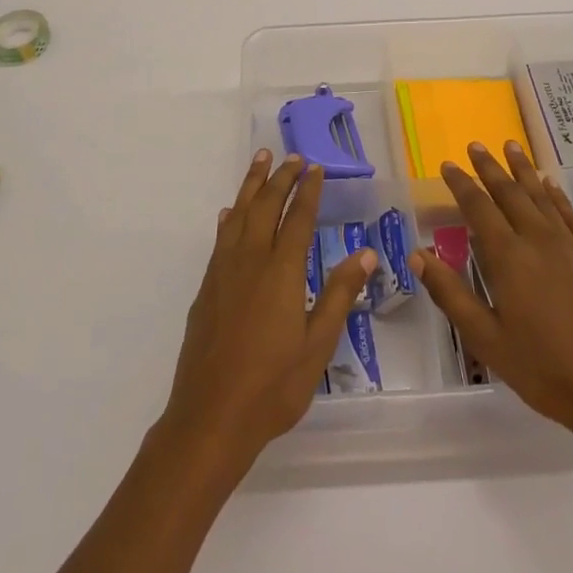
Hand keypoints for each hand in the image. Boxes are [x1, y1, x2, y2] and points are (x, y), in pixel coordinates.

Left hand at [161, 150, 376, 473]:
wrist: (210, 417)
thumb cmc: (273, 385)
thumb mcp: (318, 345)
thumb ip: (339, 294)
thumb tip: (365, 253)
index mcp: (281, 271)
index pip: (297, 218)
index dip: (308, 190)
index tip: (315, 167)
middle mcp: (250, 261)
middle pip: (265, 206)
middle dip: (280, 178)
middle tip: (291, 156)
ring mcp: (224, 272)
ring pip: (239, 214)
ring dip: (251, 185)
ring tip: (260, 161)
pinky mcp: (207, 288)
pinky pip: (221, 238)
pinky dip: (230, 218)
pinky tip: (231, 213)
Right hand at [411, 141, 572, 444]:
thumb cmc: (543, 369)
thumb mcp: (486, 338)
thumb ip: (450, 294)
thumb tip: (417, 255)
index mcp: (508, 257)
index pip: (478, 208)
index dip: (461, 184)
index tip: (447, 165)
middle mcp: (538, 240)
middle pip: (510, 193)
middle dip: (490, 167)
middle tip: (475, 145)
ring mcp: (569, 247)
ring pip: (541, 196)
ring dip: (523, 169)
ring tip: (511, 146)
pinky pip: (570, 215)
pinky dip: (557, 195)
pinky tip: (551, 185)